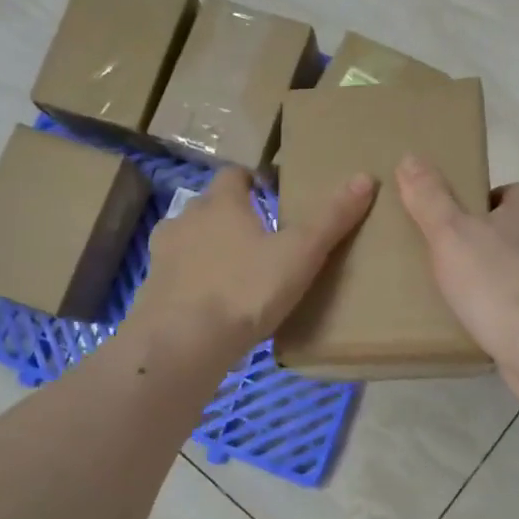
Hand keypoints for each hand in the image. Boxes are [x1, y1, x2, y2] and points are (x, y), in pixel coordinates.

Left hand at [132, 166, 376, 365]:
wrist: (181, 344)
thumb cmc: (245, 289)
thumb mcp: (300, 253)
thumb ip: (331, 218)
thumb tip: (366, 178)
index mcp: (221, 203)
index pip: (234, 175)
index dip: (253, 180)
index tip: (273, 194)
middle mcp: (186, 219)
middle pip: (211, 206)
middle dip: (233, 216)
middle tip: (263, 237)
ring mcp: (163, 256)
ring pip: (190, 240)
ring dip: (210, 248)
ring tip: (238, 271)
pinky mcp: (152, 291)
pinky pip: (178, 275)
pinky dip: (194, 281)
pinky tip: (213, 304)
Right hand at [397, 155, 518, 382]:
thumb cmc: (492, 278)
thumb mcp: (450, 232)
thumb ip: (430, 198)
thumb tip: (411, 157)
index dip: (501, 194)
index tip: (474, 207)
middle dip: (495, 237)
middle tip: (458, 250)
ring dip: (500, 275)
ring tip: (463, 290)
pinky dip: (506, 310)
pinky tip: (480, 322)